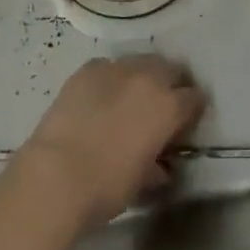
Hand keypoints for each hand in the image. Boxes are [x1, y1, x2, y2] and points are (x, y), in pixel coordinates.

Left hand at [11, 56, 205, 229]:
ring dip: (142, 77)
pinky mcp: (88, 69)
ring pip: (141, 63)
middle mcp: (149, 78)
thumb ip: (158, 166)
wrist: (55, 176)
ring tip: (130, 99)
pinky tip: (100, 98)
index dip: (191, 112)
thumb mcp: (142, 182)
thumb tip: (162, 167)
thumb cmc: (106, 187)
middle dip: (171, 85)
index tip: (183, 125)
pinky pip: (109, 67)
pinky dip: (110, 79)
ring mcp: (117, 69)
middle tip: (160, 108)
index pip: (194, 98)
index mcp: (170, 107)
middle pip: (172, 70)